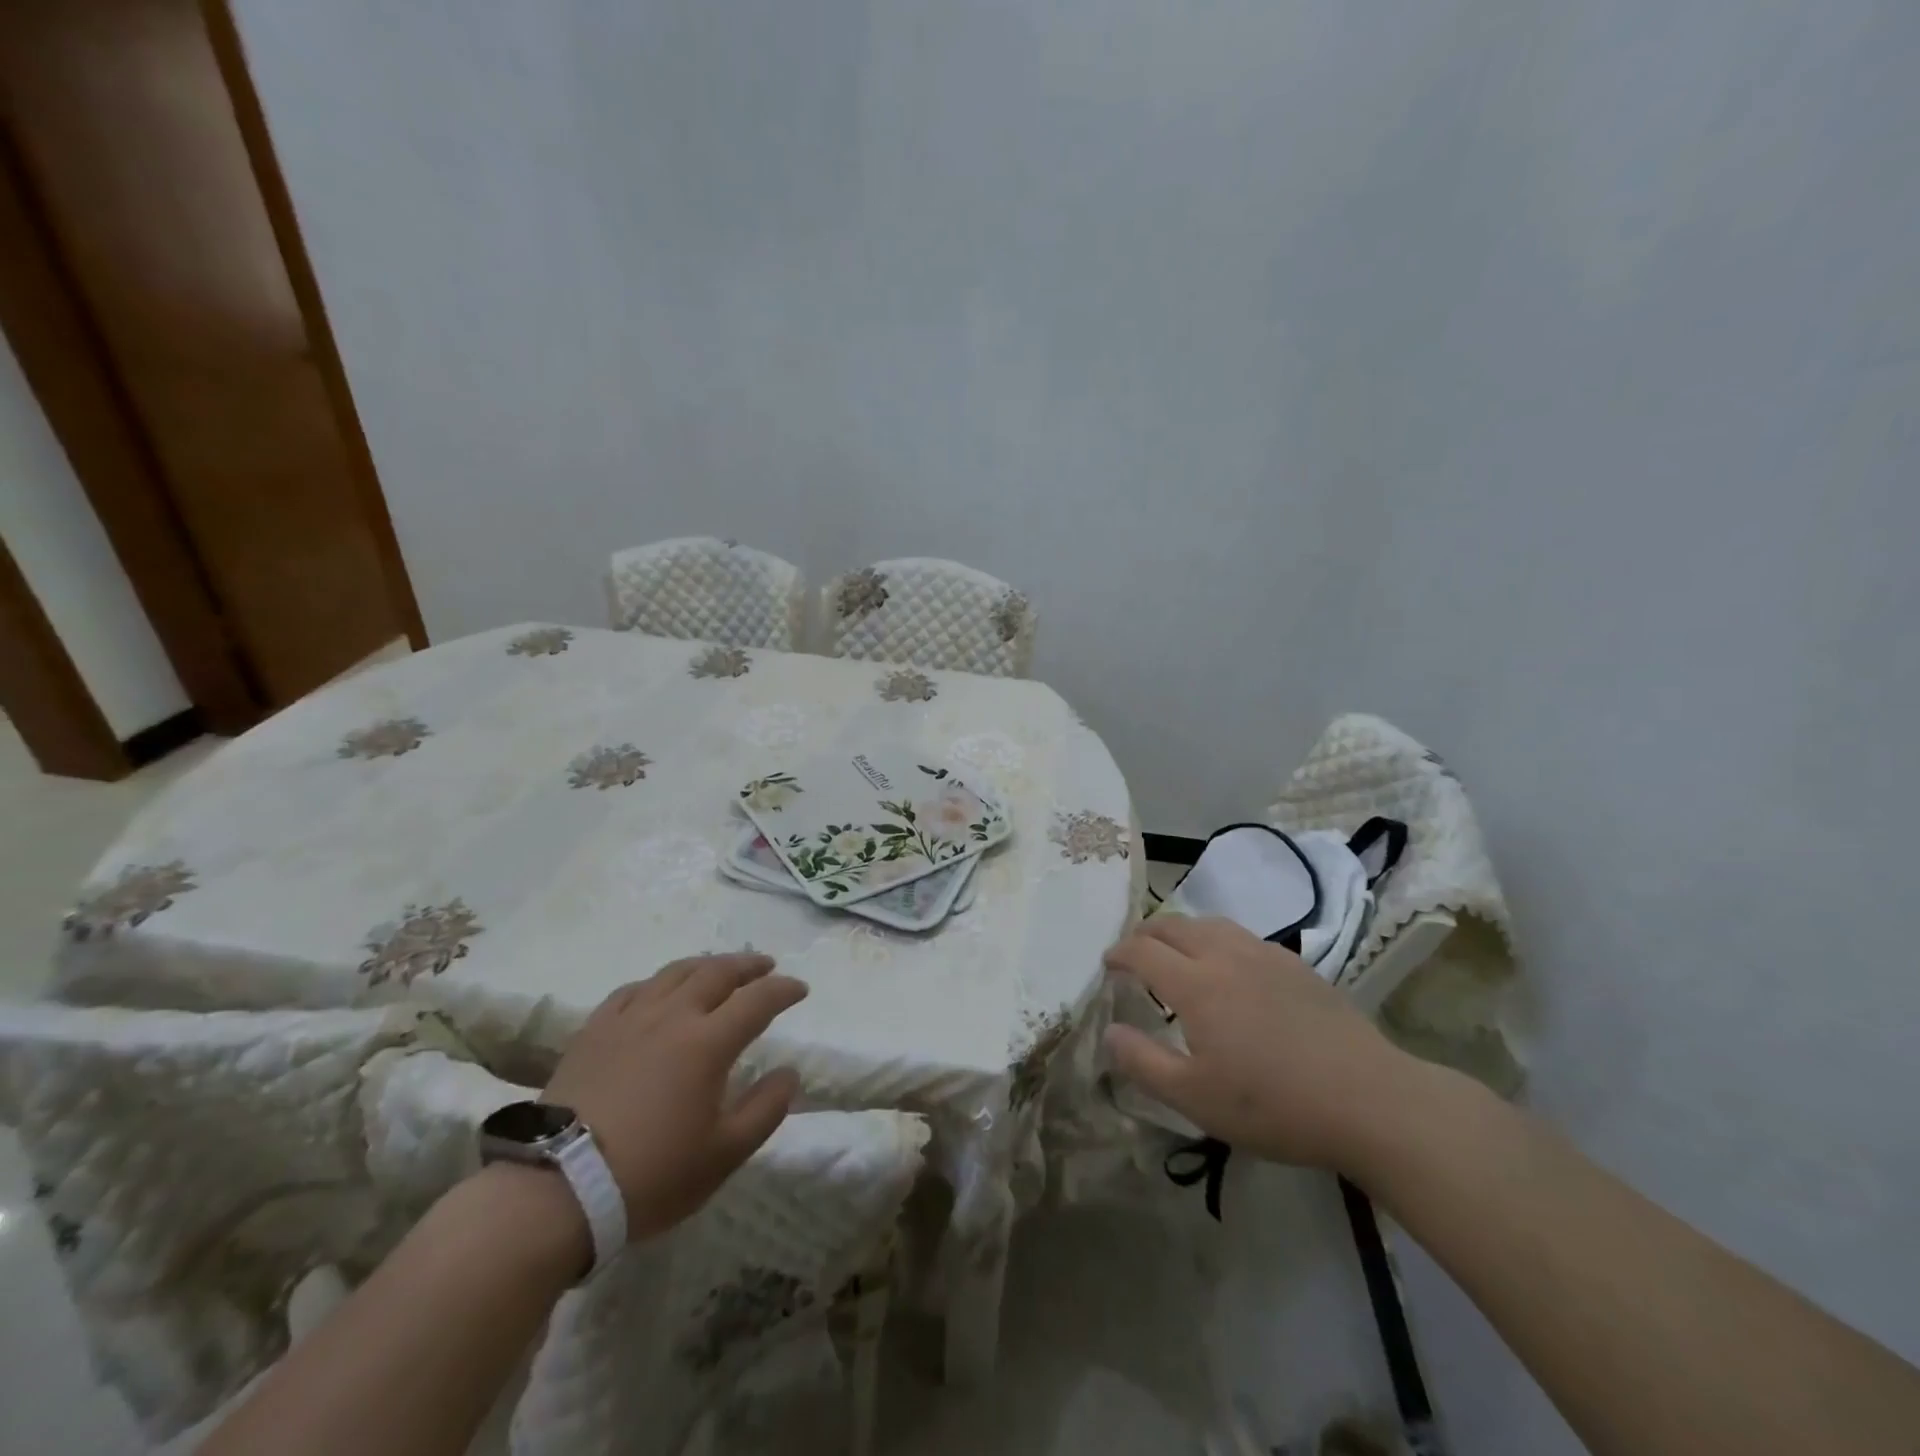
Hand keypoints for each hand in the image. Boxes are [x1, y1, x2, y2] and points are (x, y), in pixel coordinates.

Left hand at [542, 953, 806, 1240]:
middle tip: (766, 965)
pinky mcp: (594, 1030)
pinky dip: (657, 983)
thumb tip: (789, 1073)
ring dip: (706, 965)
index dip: (784, 990)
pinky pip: (632, 991)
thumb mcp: (723, 1155)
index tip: (800, 989)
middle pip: (717, 973)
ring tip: (719, 968)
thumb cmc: (650, 1175)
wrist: (557, 1191)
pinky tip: (658, 991)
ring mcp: (629, 1019)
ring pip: (675, 973)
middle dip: (748, 965)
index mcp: (708, 1042)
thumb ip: (765, 1109)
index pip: (758, 1000)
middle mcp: (672, 1016)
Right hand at [1103, 915, 1420, 1170]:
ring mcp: (1266, 956)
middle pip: (1175, 926)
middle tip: (1134, 951)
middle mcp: (1226, 956)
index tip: (1107, 964)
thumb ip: (1143, 1063)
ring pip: (1211, 923)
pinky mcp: (1297, 965)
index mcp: (1197, 985)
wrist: (1369, 1100)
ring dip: (1182, 930)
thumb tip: (1110, 1031)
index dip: (1119, 953)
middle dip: (1146, 933)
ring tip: (1176, 950)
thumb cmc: (1274, 1104)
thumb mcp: (1195, 1099)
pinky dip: (1218, 939)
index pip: (1144, 951)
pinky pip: (1243, 936)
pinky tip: (1230, 966)